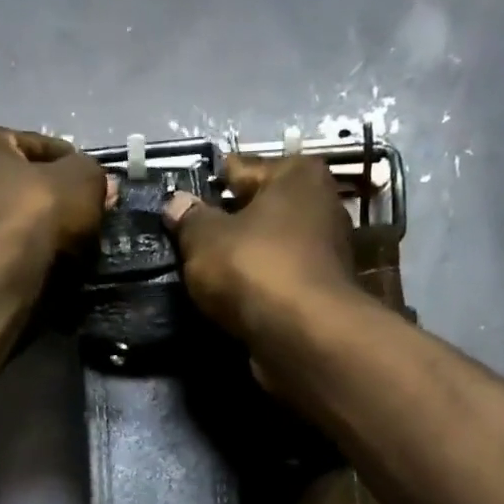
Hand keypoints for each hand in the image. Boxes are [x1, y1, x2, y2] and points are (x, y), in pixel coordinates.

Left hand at [0, 126, 107, 262]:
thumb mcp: (82, 178)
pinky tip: (58, 264)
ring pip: (19, 222)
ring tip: (80, 243)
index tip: (97, 182)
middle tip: (91, 212)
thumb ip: (93, 174)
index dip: (73, 162)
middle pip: (24, 185)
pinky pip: (12, 252)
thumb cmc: (35, 211)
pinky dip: (34, 255)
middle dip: (58, 199)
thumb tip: (102, 185)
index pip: (37, 144)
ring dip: (47, 230)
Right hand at [163, 154, 357, 342]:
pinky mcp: (321, 292)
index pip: (241, 168)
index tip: (183, 200)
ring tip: (206, 270)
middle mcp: (320, 204)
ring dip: (243, 256)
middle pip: (259, 208)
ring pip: (269, 246)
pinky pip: (277, 278)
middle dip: (228, 221)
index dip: (208, 184)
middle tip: (189, 238)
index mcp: (296, 174)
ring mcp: (326, 251)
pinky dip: (257, 284)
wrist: (303, 335)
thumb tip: (177, 203)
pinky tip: (232, 296)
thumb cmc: (254, 267)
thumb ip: (189, 218)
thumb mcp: (204, 238)